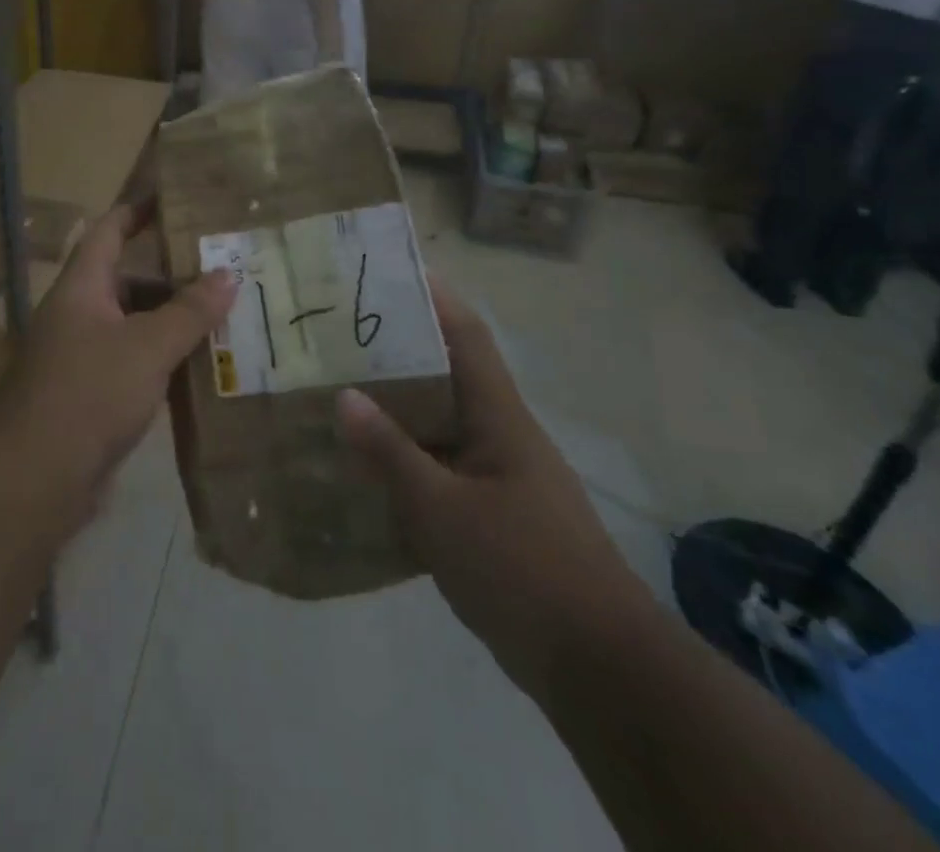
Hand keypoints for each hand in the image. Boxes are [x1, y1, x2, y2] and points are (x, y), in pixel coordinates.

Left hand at [2, 200, 234, 494]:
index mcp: (82, 288)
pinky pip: (135, 365)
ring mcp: (83, 359)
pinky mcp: (92, 398)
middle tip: (223, 268)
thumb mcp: (147, 346)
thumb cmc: (88, 392)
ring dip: (172, 322)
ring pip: (134, 326)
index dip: (137, 211)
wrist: (33, 479)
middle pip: (127, 281)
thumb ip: (189, 311)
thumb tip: (229, 272)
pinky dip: (165, 361)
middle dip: (172, 275)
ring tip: (224, 317)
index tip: (173, 197)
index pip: (109, 232)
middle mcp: (79, 316)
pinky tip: (201, 369)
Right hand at [335, 280, 651, 702]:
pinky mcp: (495, 514)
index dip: (434, 297)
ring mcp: (501, 476)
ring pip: (441, 424)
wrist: (599, 666)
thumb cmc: (522, 569)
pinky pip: (442, 468)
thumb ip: (390, 452)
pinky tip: (366, 471)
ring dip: (398, 409)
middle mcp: (502, 434)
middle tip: (340, 337)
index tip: (389, 273)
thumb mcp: (442, 510)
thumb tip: (344, 396)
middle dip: (398, 352)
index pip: (467, 335)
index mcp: (499, 416)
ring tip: (340, 394)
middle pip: (448, 374)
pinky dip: (407, 461)